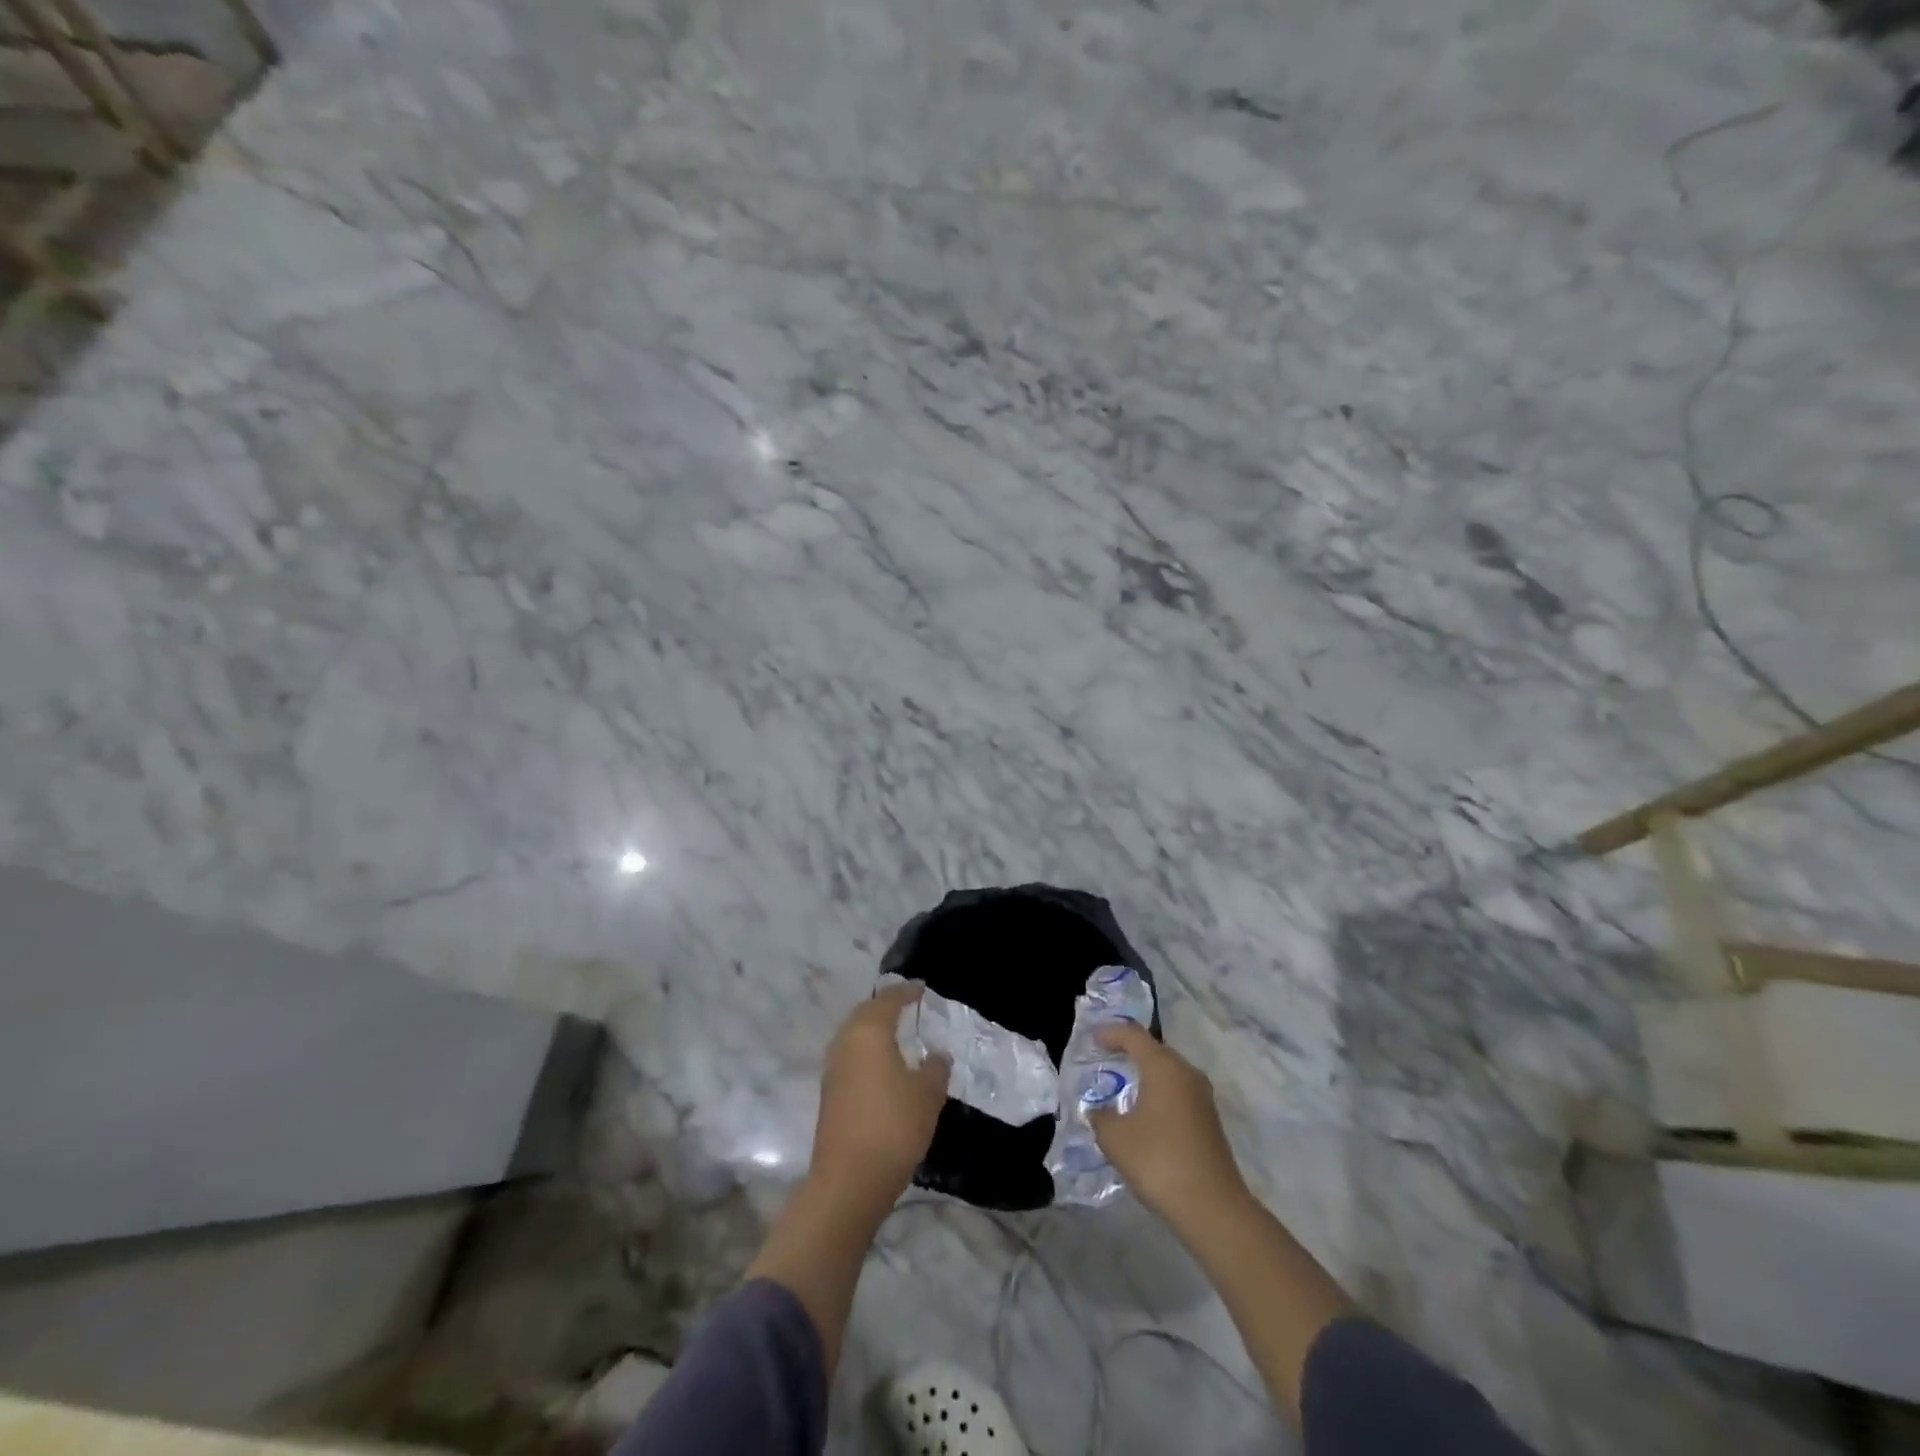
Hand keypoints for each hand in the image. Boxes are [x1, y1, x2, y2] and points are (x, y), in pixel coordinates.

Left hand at [810, 980, 950, 1203]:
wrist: (849, 1181)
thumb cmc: (893, 1126)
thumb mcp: (927, 1095)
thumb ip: (935, 1069)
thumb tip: (937, 1055)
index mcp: (869, 1031)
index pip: (888, 999)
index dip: (907, 991)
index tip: (923, 990)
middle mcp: (845, 1042)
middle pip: (865, 1013)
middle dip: (885, 1007)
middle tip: (908, 1007)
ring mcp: (833, 1069)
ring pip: (853, 1036)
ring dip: (873, 1030)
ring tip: (897, 1036)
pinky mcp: (829, 1094)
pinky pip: (850, 1058)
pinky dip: (867, 1053)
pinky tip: (883, 1068)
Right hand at [1089, 1022, 1246, 1226]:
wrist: (1213, 1208)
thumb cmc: (1159, 1161)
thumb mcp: (1115, 1139)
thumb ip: (1101, 1117)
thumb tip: (1099, 1110)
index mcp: (1163, 1067)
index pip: (1134, 1035)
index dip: (1111, 1032)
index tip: (1093, 1037)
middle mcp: (1186, 1073)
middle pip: (1155, 1049)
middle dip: (1130, 1049)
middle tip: (1106, 1055)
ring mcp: (1202, 1097)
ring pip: (1169, 1072)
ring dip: (1147, 1072)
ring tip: (1124, 1082)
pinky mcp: (1209, 1120)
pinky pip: (1178, 1092)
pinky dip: (1159, 1092)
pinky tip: (1145, 1111)